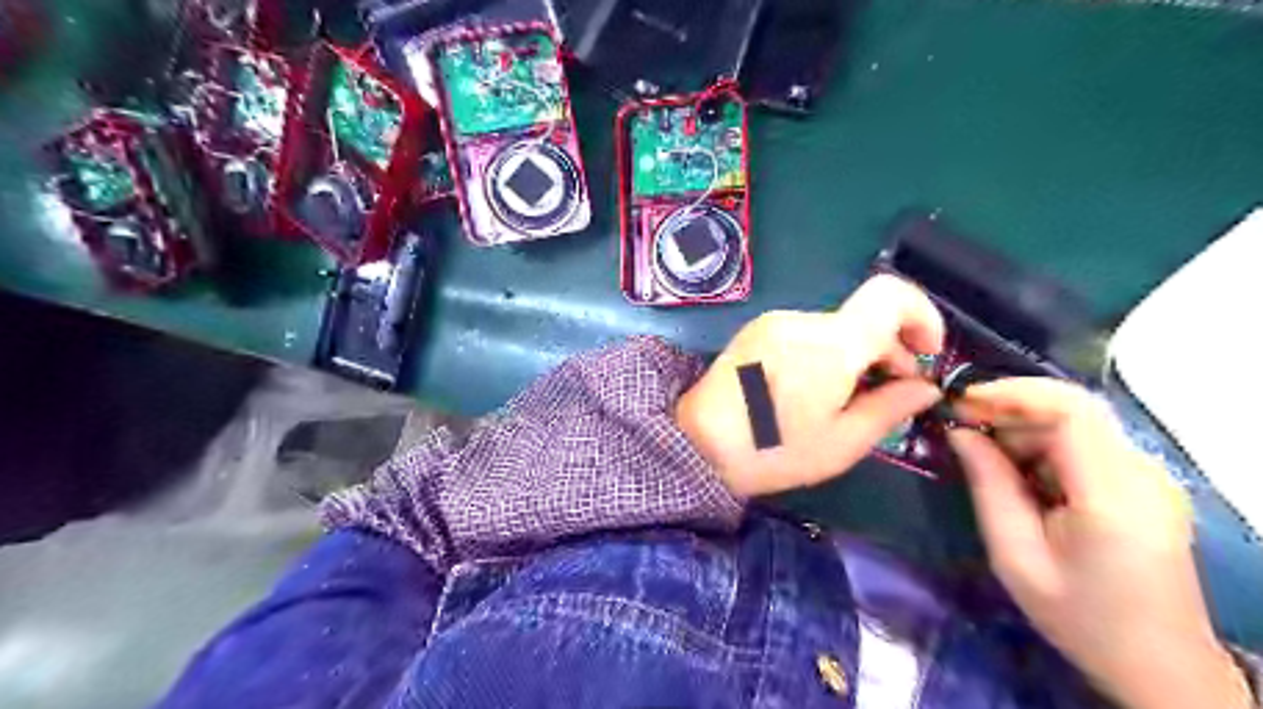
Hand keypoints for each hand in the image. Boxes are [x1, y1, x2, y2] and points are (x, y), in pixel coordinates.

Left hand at [676, 273, 940, 495]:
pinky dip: (826, 354)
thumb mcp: (842, 442)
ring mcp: (775, 322)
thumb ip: (890, 408)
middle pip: (864, 319)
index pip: (891, 295)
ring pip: (837, 328)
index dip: (922, 315)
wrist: (696, 444)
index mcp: (831, 343)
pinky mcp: (757, 331)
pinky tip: (815, 390)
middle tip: (890, 395)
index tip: (927, 353)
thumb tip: (924, 387)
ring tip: (847, 400)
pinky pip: (807, 333)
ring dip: (856, 356)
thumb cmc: (772, 450)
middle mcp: (802, 320)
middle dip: (889, 352)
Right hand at [953, 380, 1247, 708]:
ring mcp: (1150, 476)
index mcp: (1113, 497)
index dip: (1012, 393)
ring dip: (1023, 428)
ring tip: (986, 457)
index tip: (961, 402)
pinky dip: (1043, 445)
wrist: (1156, 663)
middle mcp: (1143, 475)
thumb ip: (988, 485)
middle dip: (1009, 410)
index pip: (1071, 411)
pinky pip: (1085, 443)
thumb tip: (960, 431)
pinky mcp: (1145, 482)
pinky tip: (1020, 474)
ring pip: (1077, 422)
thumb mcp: (1015, 555)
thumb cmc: (1079, 616)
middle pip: (1072, 410)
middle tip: (962, 430)